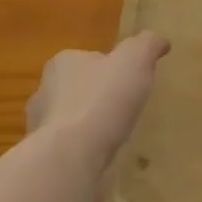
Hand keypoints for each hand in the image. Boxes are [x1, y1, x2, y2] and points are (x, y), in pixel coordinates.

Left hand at [28, 32, 170, 179]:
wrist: (71, 159)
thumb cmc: (101, 101)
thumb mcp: (135, 59)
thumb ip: (148, 45)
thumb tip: (160, 41)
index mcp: (63, 63)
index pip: (89, 59)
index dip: (110, 67)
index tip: (129, 79)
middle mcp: (45, 91)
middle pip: (77, 89)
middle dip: (97, 97)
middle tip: (124, 108)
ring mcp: (41, 128)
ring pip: (70, 121)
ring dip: (88, 127)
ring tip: (116, 137)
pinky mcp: (45, 159)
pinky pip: (69, 149)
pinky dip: (84, 152)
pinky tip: (103, 158)